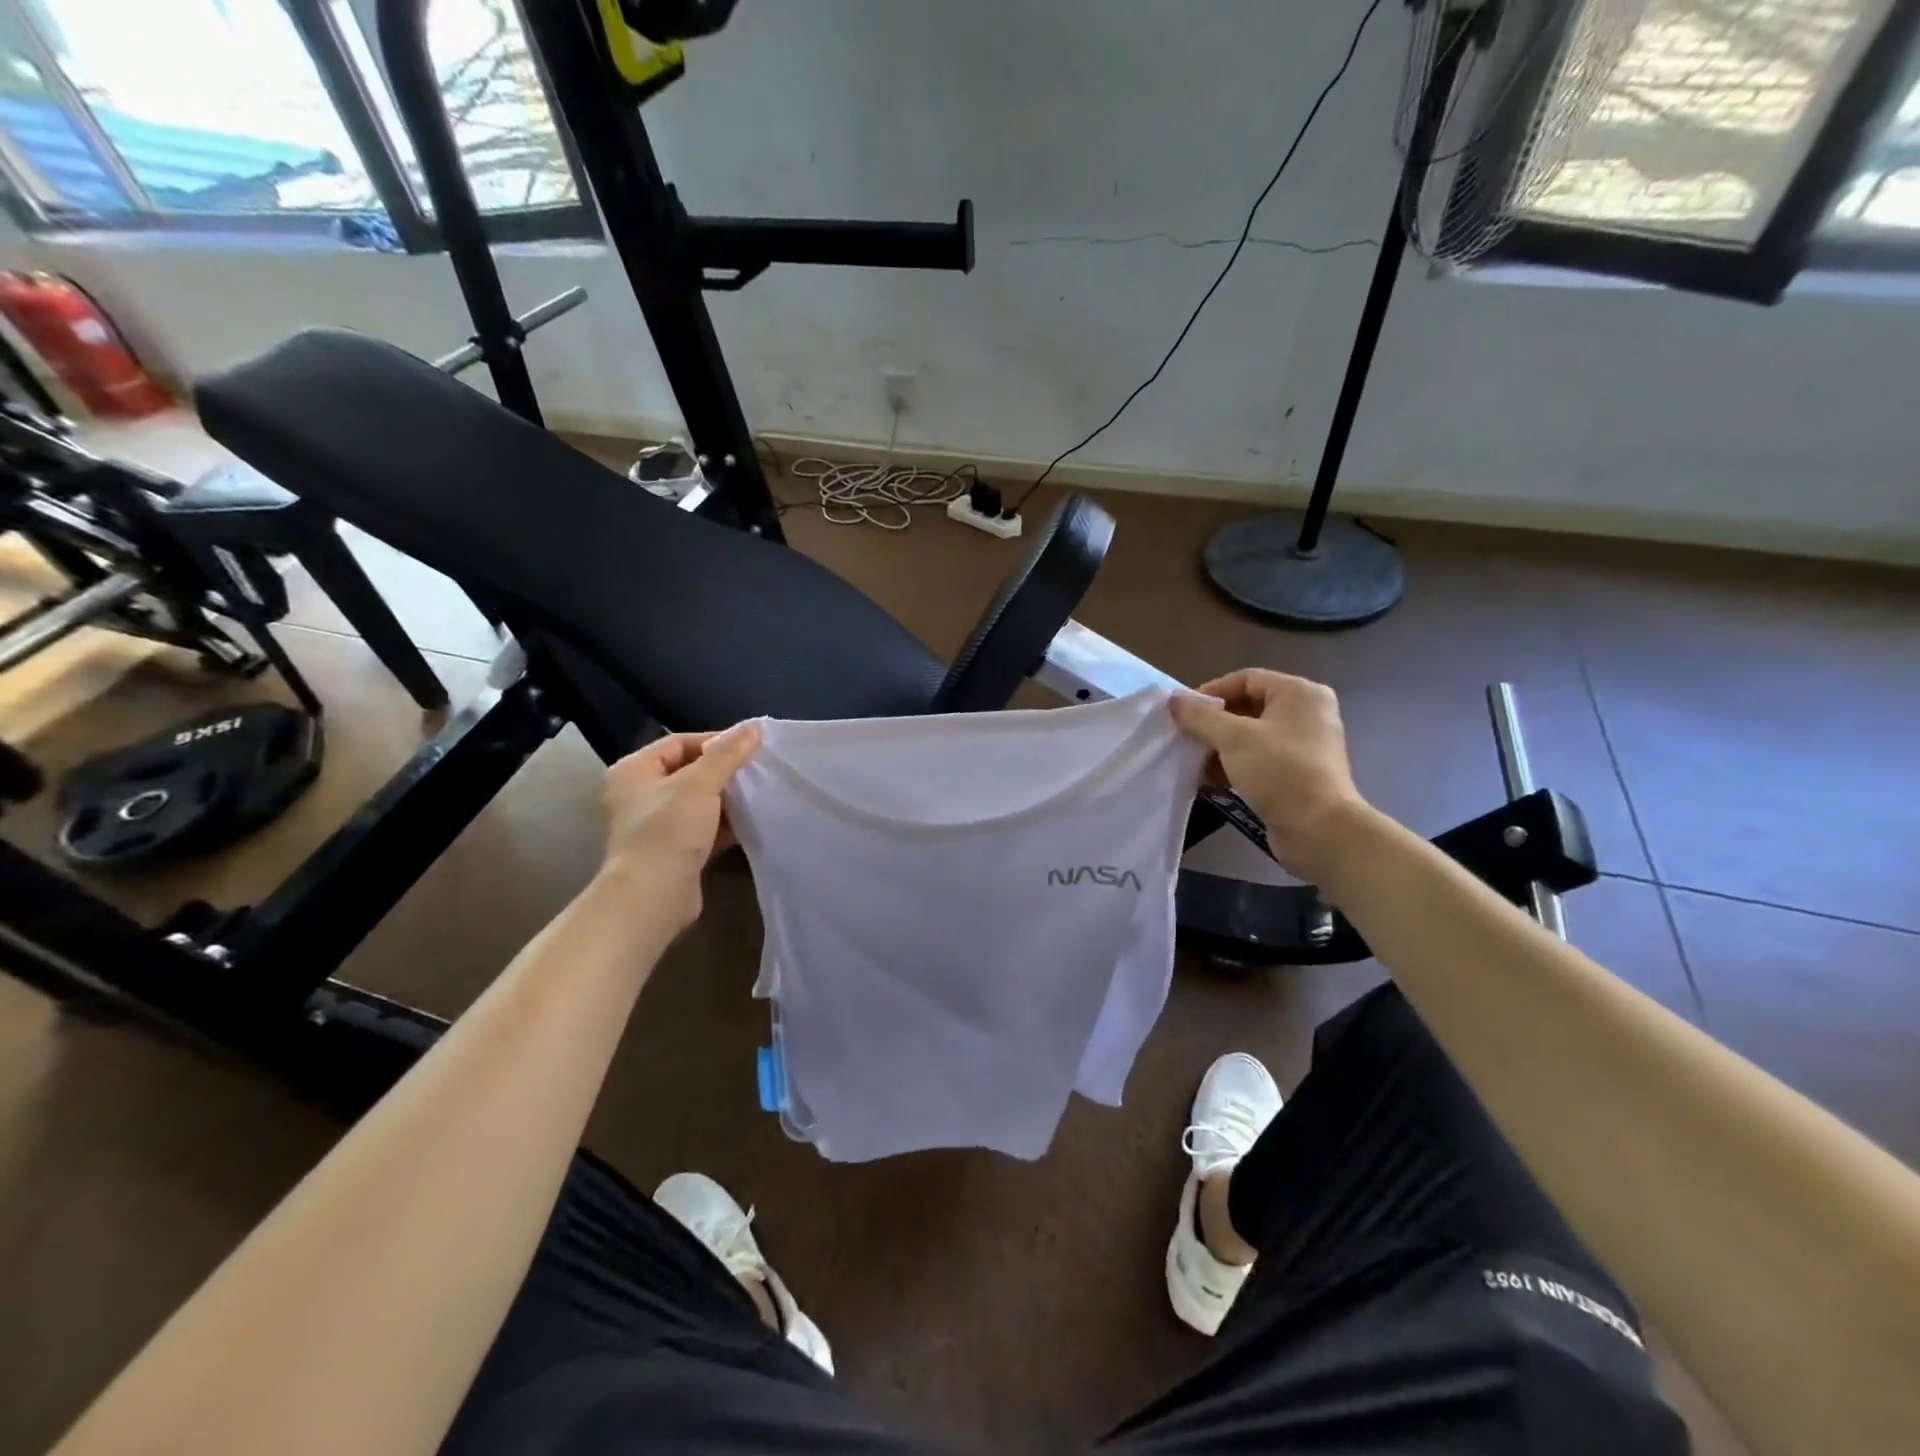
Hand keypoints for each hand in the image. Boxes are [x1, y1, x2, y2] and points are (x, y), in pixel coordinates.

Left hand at [600, 725, 760, 929]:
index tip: (749, 747)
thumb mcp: (700, 784)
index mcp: (634, 770)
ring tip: (758, 793)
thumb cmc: (669, 831)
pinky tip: (750, 821)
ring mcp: (656, 824)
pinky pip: (703, 827)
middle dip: (724, 771)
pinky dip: (724, 823)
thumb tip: (753, 728)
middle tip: (757, 769)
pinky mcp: (673, 849)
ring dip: (727, 798)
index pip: (679, 742)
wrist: (653, 896)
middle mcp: (640, 794)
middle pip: (689, 770)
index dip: (715, 741)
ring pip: (699, 801)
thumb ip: (727, 754)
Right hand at [1171, 669, 1368, 883]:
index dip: (1211, 692)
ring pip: (1250, 736)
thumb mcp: (1234, 738)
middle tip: (1185, 736)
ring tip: (1193, 760)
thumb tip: (1174, 700)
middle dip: (1213, 723)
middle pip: (1247, 706)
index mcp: (1299, 694)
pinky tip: (1210, 779)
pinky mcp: (1296, 773)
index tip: (1183, 712)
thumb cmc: (1279, 772)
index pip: (1246, 679)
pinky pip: (1258, 758)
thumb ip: (1201, 716)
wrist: (1319, 829)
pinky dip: (1234, 764)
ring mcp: (1302, 745)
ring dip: (1219, 746)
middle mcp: (1305, 713)